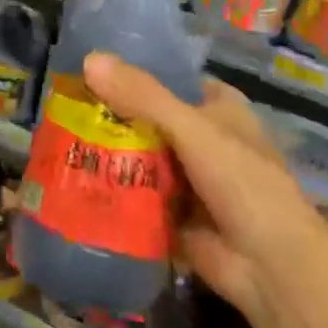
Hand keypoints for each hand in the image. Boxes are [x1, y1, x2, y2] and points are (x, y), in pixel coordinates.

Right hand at [84, 52, 324, 320]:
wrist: (271, 268)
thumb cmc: (243, 183)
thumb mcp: (192, 129)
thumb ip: (142, 96)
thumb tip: (89, 59)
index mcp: (218, 109)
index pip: (171, 79)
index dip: (134, 73)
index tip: (89, 69)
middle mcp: (203, 139)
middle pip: (148, 119)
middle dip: (111, 116)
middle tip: (62, 106)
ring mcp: (188, 180)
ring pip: (140, 158)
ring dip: (108, 154)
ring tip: (56, 139)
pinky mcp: (173, 215)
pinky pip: (136, 196)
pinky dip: (112, 191)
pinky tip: (73, 181)